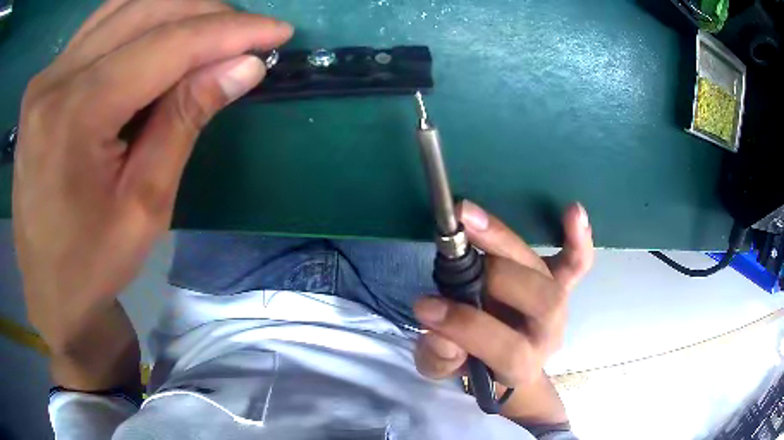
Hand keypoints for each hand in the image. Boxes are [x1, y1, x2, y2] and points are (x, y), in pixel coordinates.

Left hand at [14, 0, 291, 357]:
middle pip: (145, 11)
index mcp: (73, 117)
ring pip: (124, 6)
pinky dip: (140, 17)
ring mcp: (45, 76)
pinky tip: (163, 33)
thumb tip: (244, 66)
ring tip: (212, 30)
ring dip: (176, 9)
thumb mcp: (145, 205)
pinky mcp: (44, 80)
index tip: (277, 31)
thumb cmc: (91, 265)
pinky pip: (101, 24)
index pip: (165, 45)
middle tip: (248, 33)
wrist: (46, 289)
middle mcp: (53, 81)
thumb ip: (186, 120)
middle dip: (208, 13)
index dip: (229, 32)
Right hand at [413, 201, 593, 422]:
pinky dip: (578, 239)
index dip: (469, 327)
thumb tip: (437, 330)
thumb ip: (439, 358)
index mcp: (521, 365)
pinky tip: (572, 210)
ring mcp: (559, 304)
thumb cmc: (472, 365)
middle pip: (543, 302)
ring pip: (549, 273)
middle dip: (498, 275)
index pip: (508, 349)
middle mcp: (548, 333)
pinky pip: (577, 262)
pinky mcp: (561, 283)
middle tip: (453, 251)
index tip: (425, 305)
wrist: (504, 363)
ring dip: (510, 242)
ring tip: (470, 218)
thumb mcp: (444, 371)